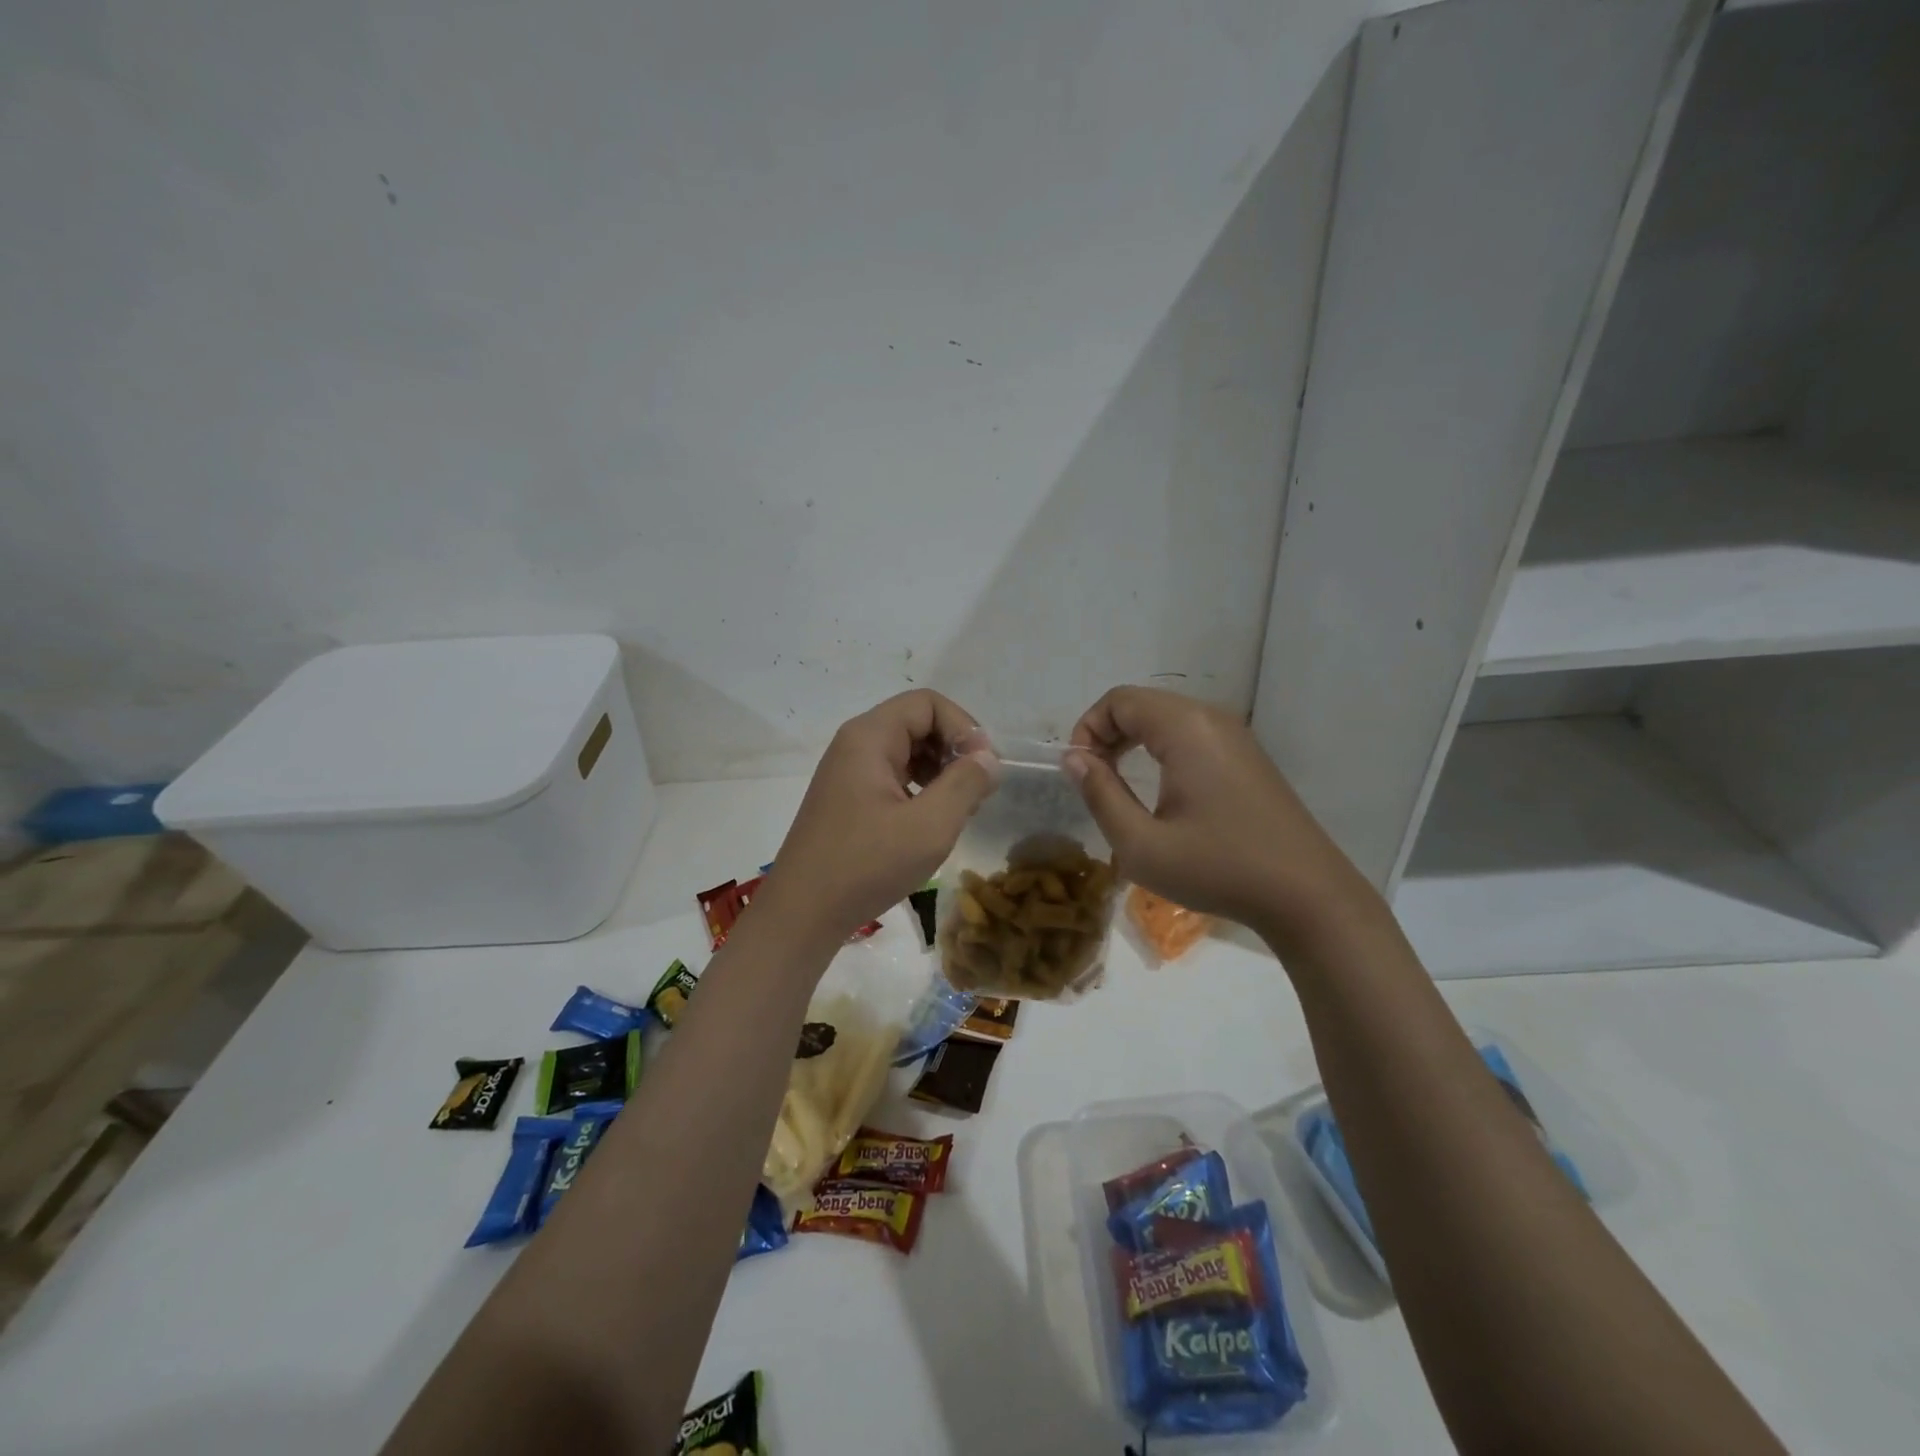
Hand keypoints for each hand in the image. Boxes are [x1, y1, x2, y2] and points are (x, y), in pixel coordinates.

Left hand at [758, 690, 999, 944]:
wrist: (802, 913)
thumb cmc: (866, 865)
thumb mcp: (929, 826)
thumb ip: (966, 784)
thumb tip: (988, 757)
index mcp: (870, 737)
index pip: (928, 703)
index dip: (963, 727)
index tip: (982, 768)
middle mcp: (855, 744)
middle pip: (917, 722)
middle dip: (953, 749)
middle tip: (975, 791)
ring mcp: (848, 771)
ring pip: (907, 750)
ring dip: (940, 770)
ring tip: (959, 808)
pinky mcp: (848, 798)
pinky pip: (893, 775)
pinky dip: (920, 788)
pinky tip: (931, 821)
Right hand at [1065, 686, 1365, 935]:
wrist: (1307, 895)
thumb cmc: (1217, 868)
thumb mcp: (1141, 844)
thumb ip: (1100, 794)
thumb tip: (1073, 758)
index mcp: (1185, 728)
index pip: (1119, 700)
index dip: (1087, 729)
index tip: (1079, 773)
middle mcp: (1211, 718)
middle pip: (1142, 704)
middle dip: (1107, 734)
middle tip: (1094, 780)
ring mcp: (1235, 735)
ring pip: (1166, 718)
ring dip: (1133, 742)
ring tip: (1120, 786)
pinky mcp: (1248, 756)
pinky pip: (1191, 734)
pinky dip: (1162, 749)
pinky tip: (1161, 791)